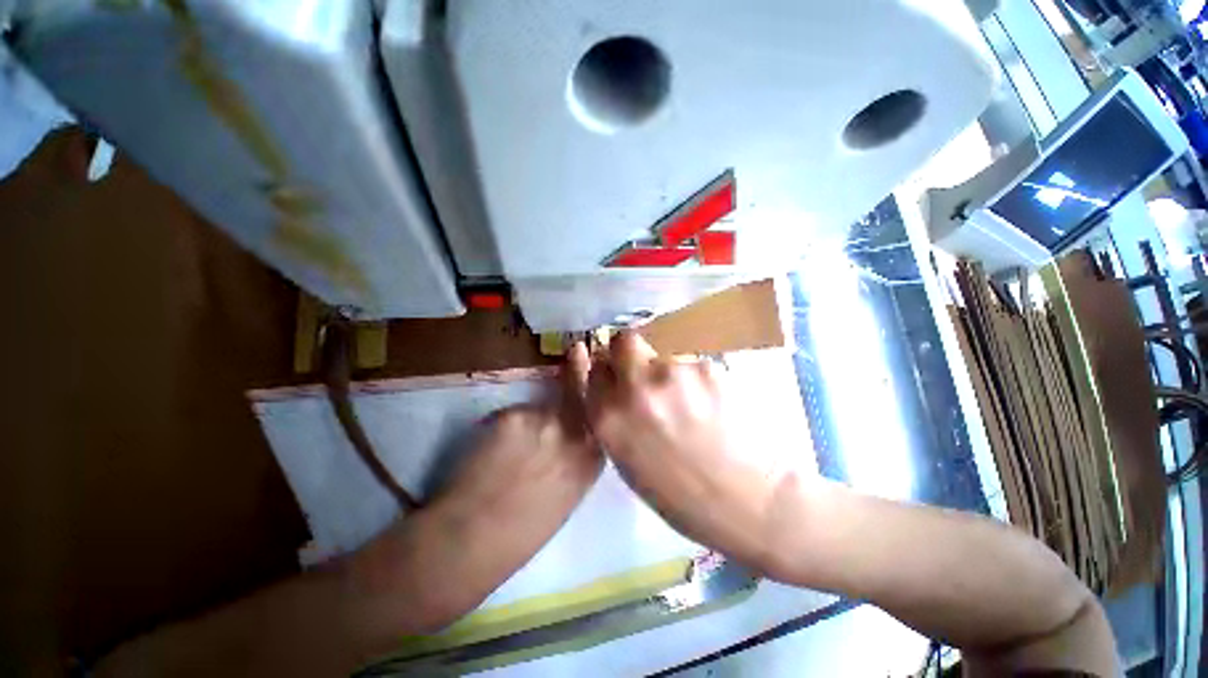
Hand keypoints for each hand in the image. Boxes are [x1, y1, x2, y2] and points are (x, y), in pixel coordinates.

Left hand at [351, 345, 602, 631]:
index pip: (599, 417)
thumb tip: (569, 438)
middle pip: (577, 396)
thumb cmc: (522, 533)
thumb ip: (575, 459)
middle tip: (577, 349)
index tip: (593, 379)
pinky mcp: (512, 415)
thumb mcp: (568, 495)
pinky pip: (511, 415)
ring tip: (509, 452)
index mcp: (591, 459)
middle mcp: (574, 432)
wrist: (473, 539)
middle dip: (578, 370)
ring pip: (537, 409)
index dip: (594, 398)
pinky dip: (503, 428)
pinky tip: (490, 453)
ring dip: (529, 421)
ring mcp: (543, 420)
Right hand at [584, 333, 797, 572]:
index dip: (609, 371)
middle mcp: (635, 388)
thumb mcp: (630, 462)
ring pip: (665, 354)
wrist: (751, 503)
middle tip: (650, 372)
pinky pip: (694, 365)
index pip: (595, 370)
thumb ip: (616, 419)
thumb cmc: (684, 496)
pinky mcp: (707, 367)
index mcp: (609, 418)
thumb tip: (617, 389)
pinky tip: (714, 405)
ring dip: (671, 372)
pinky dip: (698, 379)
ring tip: (692, 403)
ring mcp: (673, 373)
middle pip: (625, 341)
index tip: (619, 375)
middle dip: (632, 351)